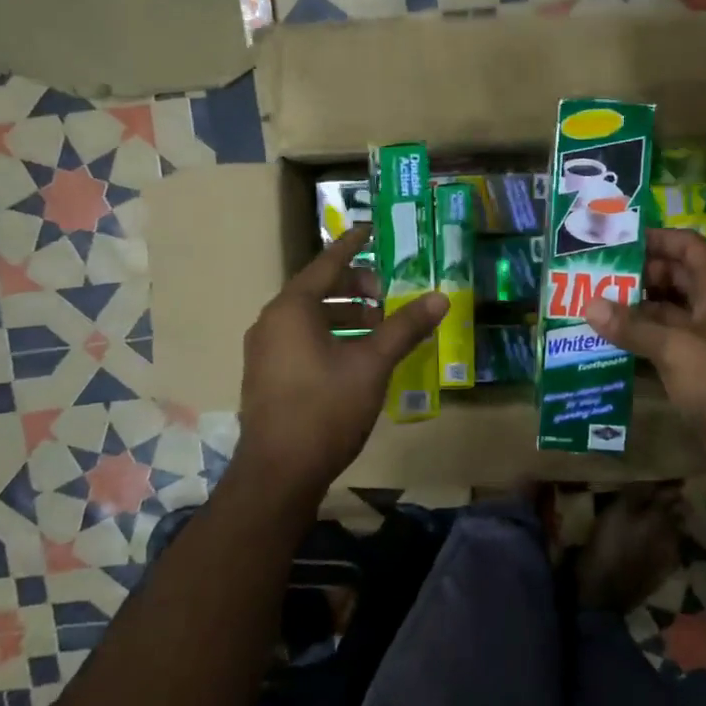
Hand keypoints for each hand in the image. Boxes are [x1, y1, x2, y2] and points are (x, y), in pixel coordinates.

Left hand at [234, 225, 446, 509]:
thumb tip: (440, 298)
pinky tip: (357, 356)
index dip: (353, 246)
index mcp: (292, 308)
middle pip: (318, 289)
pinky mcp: (267, 376)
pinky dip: (330, 336)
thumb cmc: (326, 408)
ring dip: (345, 315)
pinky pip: (301, 340)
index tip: (373, 232)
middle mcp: (272, 322)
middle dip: (355, 287)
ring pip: (310, 318)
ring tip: (380, 327)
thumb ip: (405, 327)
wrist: (279, 473)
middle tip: (388, 295)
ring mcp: (265, 351)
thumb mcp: (372, 364)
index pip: (327, 263)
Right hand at [584, 228, 705, 484]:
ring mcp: (703, 344)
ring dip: (631, 311)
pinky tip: (602, 345)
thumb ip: (634, 326)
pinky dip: (635, 344)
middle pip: (672, 279)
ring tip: (587, 307)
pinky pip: (660, 348)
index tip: (616, 243)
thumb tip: (589, 305)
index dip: (657, 239)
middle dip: (635, 276)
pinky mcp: (695, 374)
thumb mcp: (678, 349)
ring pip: (663, 315)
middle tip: (591, 276)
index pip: (688, 248)